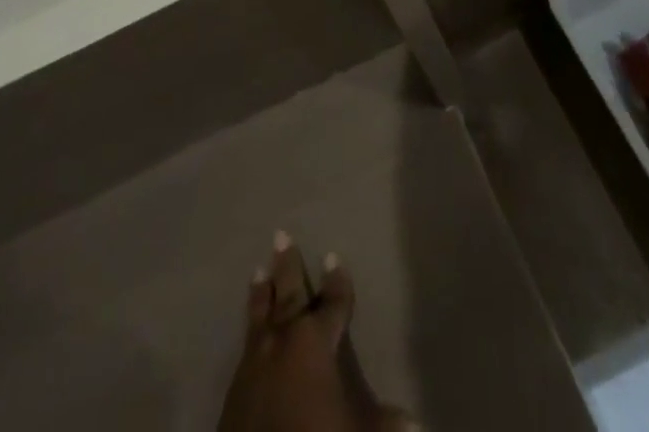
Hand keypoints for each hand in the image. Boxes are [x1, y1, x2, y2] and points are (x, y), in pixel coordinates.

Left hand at [217, 234, 415, 431]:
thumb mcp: (359, 430)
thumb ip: (384, 421)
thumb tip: (414, 422)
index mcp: (315, 340)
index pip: (332, 304)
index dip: (337, 283)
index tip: (333, 256)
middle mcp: (284, 339)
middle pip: (288, 294)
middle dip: (288, 265)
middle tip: (281, 235)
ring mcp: (255, 359)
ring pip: (260, 314)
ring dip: (262, 291)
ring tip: (259, 269)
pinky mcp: (234, 385)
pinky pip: (246, 343)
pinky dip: (250, 325)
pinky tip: (250, 327)